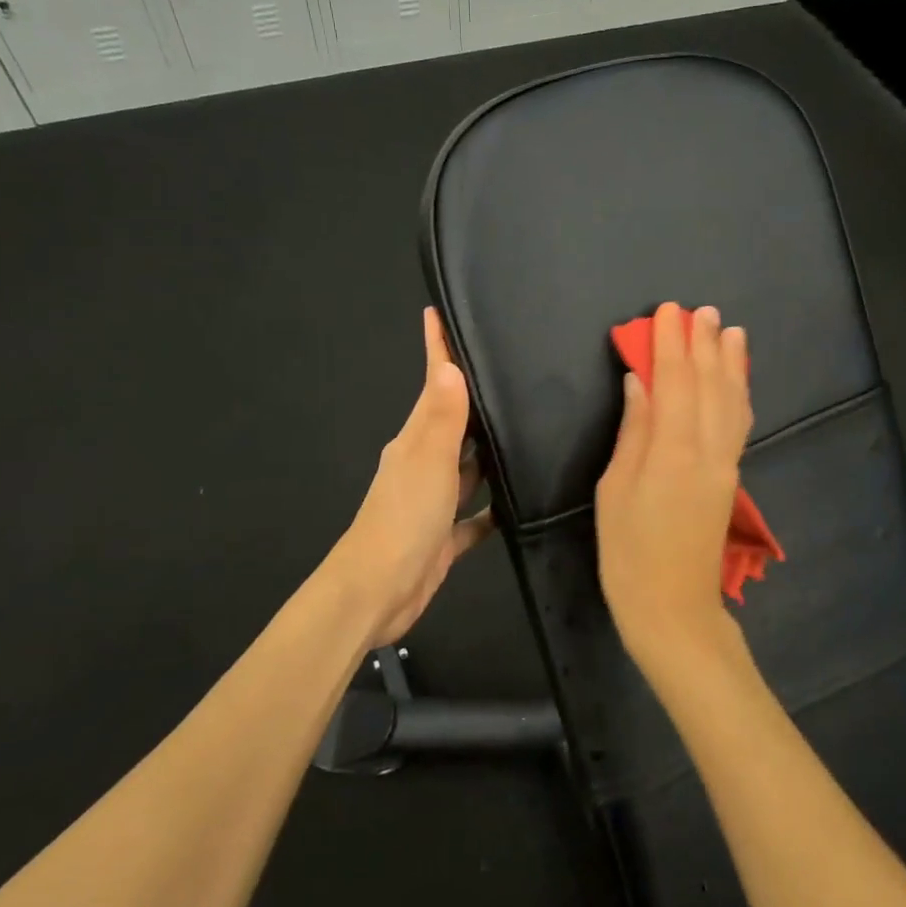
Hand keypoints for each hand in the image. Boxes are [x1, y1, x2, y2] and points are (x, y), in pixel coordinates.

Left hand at [332, 309, 494, 647]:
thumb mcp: (428, 462)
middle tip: (510, 369)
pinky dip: (495, 507)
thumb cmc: (403, 519)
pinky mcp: (445, 535)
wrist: (377, 592)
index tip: (440, 314)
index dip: (436, 349)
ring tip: (528, 427)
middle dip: (475, 397)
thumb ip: (444, 418)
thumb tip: (451, 366)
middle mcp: (424, 463)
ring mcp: (434, 500)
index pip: (431, 383)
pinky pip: (476, 515)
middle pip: (453, 421)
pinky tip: (523, 501)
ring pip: (468, 467)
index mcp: (416, 440)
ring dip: (490, 451)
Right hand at [595, 303, 755, 684]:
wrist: (674, 609)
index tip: (669, 312)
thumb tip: (640, 382)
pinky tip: (737, 381)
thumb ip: (634, 432)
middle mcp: (708, 450)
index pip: (674, 382)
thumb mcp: (615, 490)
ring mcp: (725, 464)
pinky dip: (739, 394)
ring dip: (730, 363)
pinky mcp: (731, 478)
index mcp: (673, 451)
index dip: (671, 344)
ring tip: (731, 331)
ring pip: (732, 401)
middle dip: (704, 344)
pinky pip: (739, 424)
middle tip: (702, 310)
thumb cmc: (629, 553)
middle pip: (709, 385)